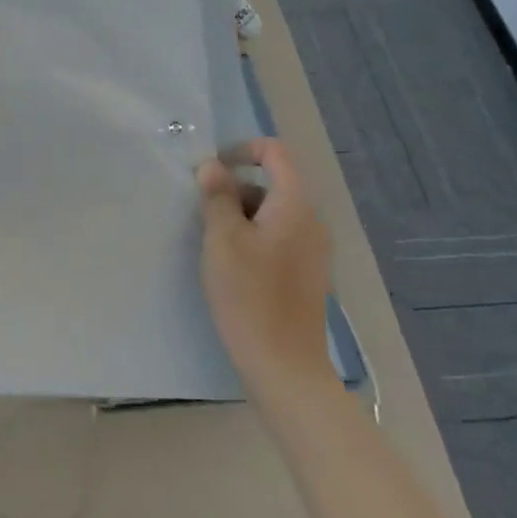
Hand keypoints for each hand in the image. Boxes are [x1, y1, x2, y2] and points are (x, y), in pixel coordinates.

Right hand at [199, 139, 339, 390]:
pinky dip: (253, 239)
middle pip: (271, 183)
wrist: (284, 366)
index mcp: (295, 205)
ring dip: (240, 217)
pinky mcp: (306, 274)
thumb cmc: (249, 295)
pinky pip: (278, 237)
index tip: (210, 173)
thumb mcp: (223, 239)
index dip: (241, 151)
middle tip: (204, 217)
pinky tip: (232, 268)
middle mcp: (311, 221)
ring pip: (271, 213)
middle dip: (234, 190)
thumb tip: (213, 166)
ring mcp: (313, 250)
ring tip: (214, 246)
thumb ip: (217, 196)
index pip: (275, 152)